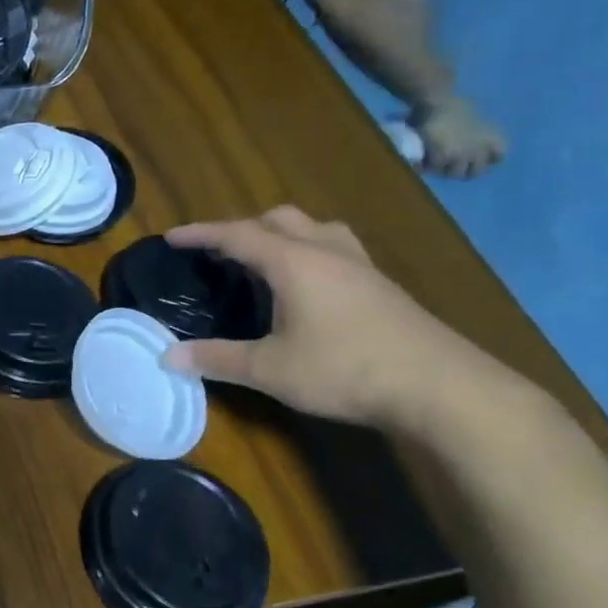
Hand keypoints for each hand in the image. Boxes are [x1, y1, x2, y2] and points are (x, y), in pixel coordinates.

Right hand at [161, 207, 501, 430]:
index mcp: (294, 262)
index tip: (171, 237)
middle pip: (279, 219)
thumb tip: (167, 356)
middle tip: (218, 253)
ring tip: (263, 260)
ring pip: (314, 229)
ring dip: (282, 235)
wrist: (441, 387)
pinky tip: (308, 287)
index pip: (237, 235)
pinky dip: (308, 253)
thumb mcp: (270, 369)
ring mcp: (360, 266)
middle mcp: (327, 252)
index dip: (201, 234)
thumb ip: (217, 359)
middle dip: (242, 228)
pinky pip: (335, 250)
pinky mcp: (382, 287)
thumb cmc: (345, 370)